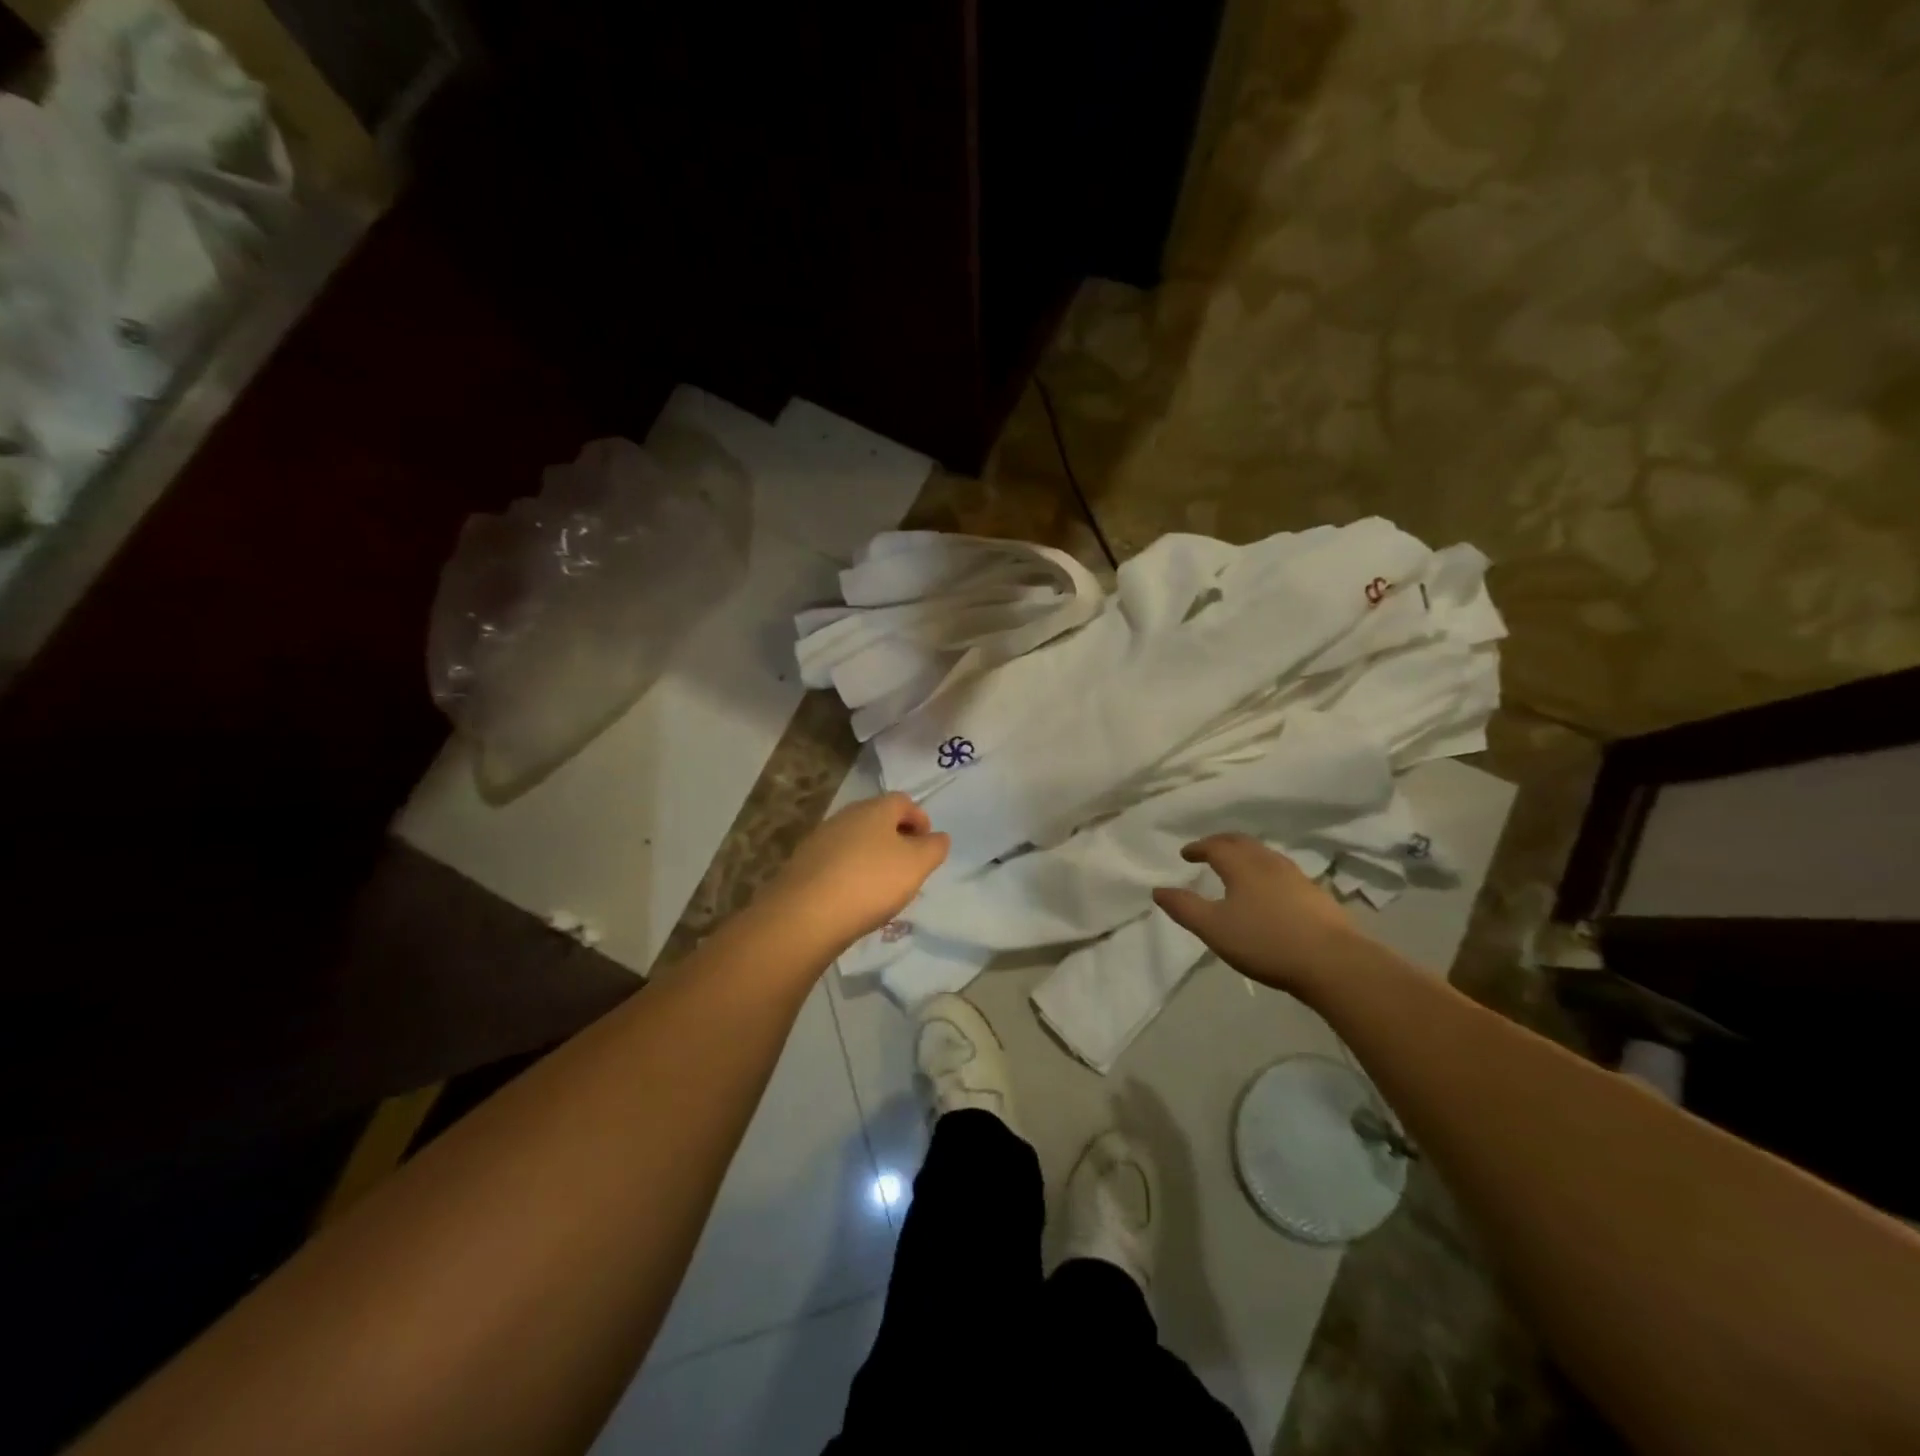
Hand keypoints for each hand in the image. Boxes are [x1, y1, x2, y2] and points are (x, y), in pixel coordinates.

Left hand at [763, 792, 949, 950]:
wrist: (806, 914)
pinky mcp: (803, 864)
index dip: (920, 819)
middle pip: (878, 819)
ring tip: (882, 887)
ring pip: (856, 840)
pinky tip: (853, 898)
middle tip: (908, 867)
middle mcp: (846, 815)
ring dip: (872, 856)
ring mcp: (820, 838)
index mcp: (875, 809)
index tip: (927, 846)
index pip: (903, 801)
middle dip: (896, 838)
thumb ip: (934, 848)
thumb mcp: (917, 865)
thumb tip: (937, 837)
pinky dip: (850, 873)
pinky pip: (836, 861)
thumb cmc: (871, 882)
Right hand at [1152, 833, 1362, 995]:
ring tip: (1236, 869)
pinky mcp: (1316, 895)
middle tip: (1208, 851)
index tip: (1185, 854)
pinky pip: (1282, 872)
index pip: (1215, 846)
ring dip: (1245, 856)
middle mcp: (1269, 863)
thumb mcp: (1214, 928)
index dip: (1198, 847)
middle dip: (1221, 843)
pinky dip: (1265, 871)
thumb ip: (1184, 908)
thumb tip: (1158, 890)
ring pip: (1265, 855)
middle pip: (1242, 843)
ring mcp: (1296, 877)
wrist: (1333, 963)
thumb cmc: (1266, 941)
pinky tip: (1268, 892)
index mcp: (1242, 865)